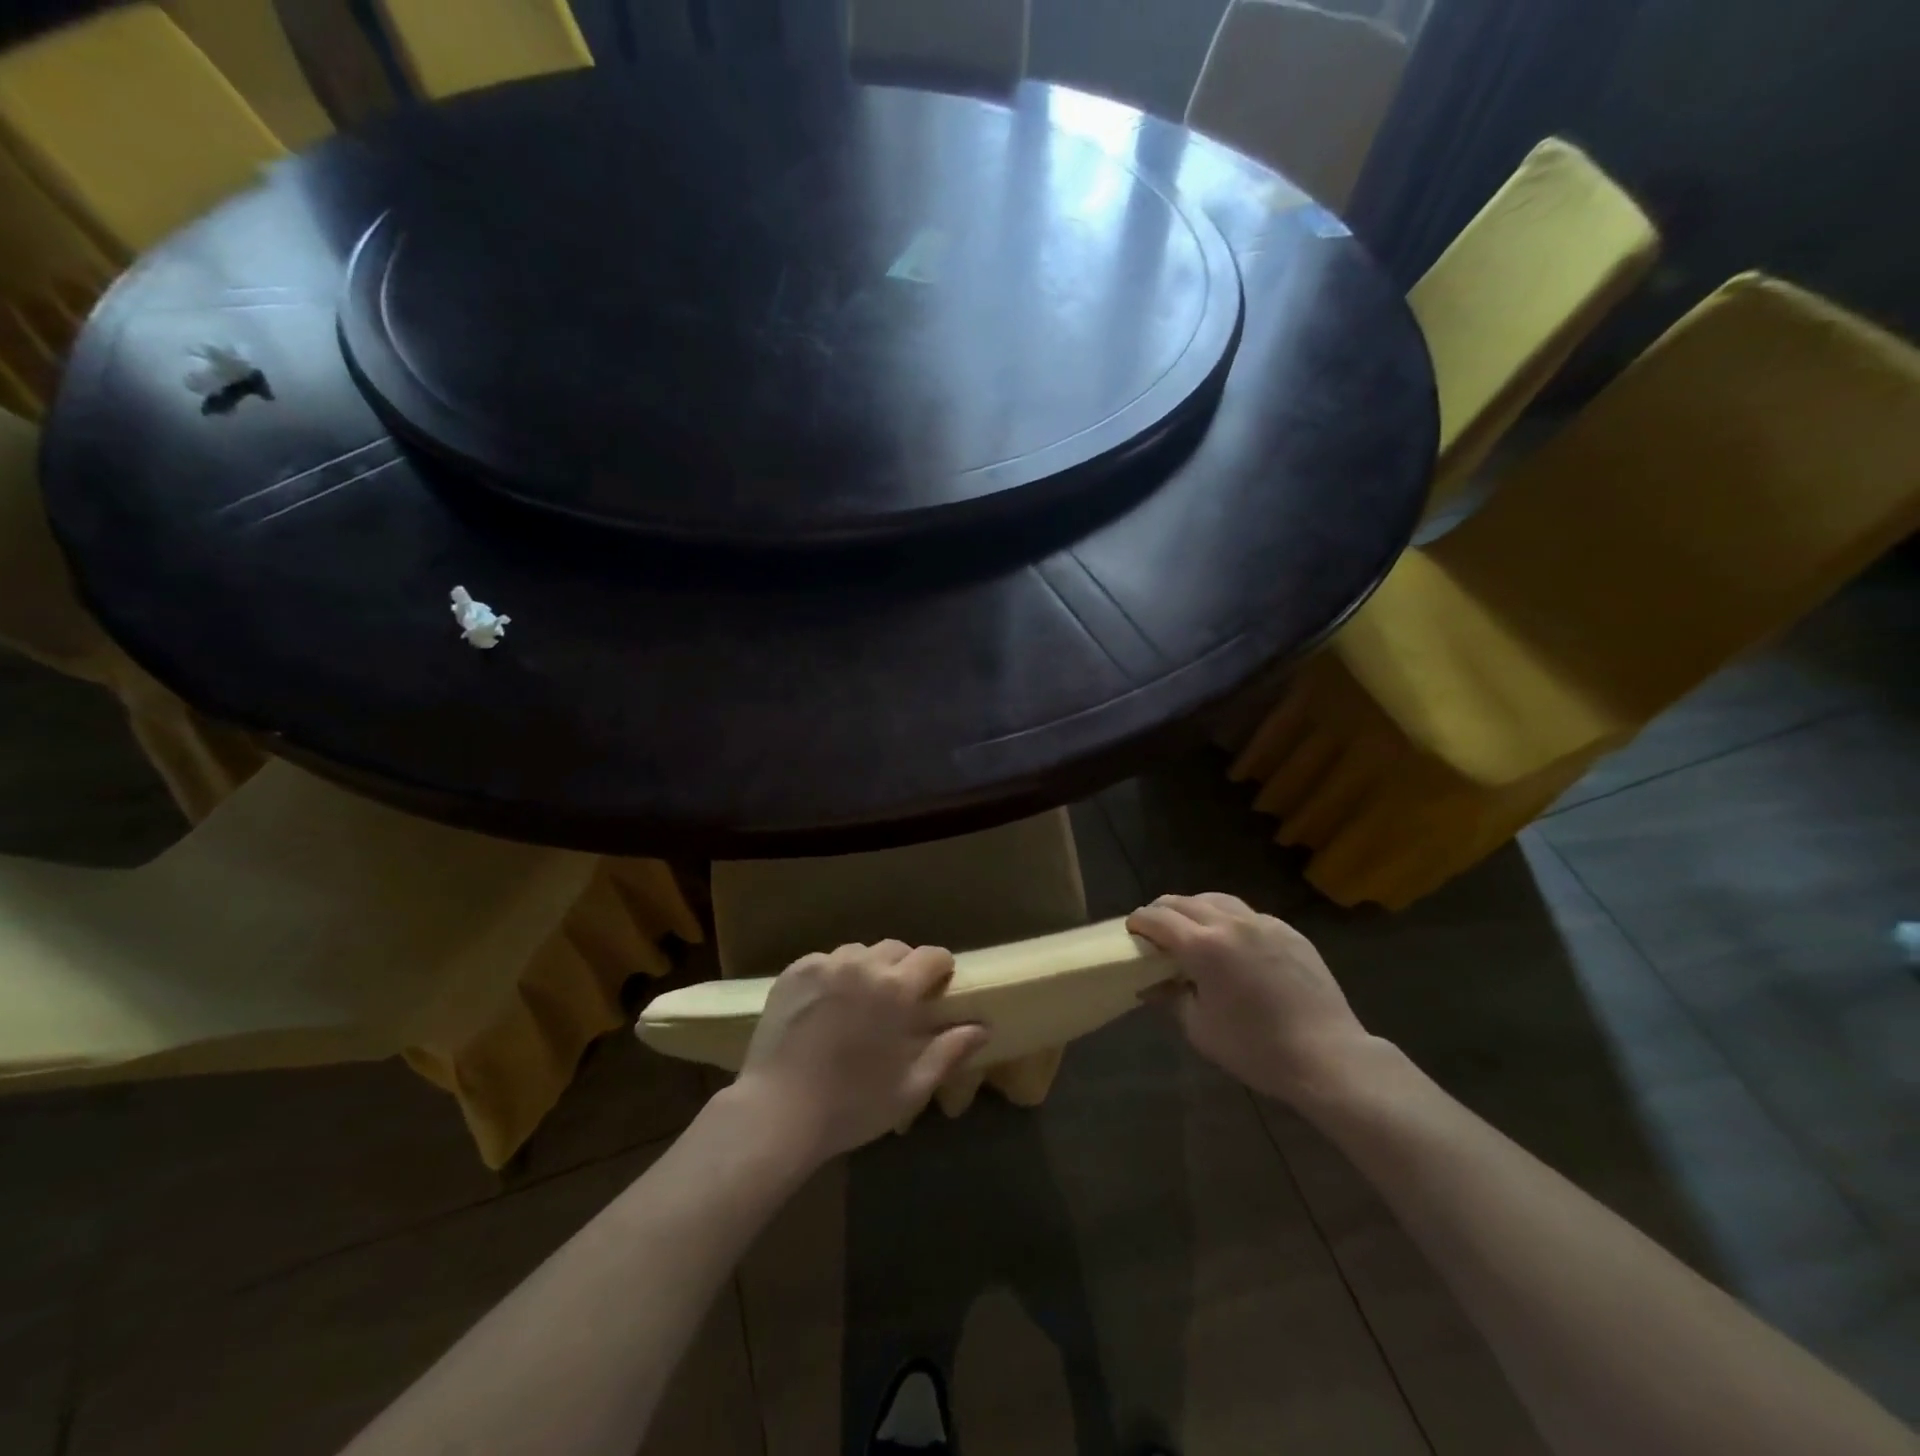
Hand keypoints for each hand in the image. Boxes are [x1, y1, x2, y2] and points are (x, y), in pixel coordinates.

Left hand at [733, 941, 989, 1163]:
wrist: (777, 1112)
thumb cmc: (852, 1105)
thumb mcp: (910, 1087)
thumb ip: (949, 1051)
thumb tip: (982, 1028)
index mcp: (897, 988)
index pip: (933, 956)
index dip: (941, 969)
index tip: (939, 989)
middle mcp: (862, 965)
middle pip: (896, 949)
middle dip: (905, 968)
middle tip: (900, 1001)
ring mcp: (824, 965)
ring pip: (859, 952)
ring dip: (869, 969)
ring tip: (861, 1000)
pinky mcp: (794, 972)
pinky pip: (826, 961)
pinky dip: (834, 975)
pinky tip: (828, 1005)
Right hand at [1127, 892, 1379, 1105]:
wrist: (1328, 1056)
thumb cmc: (1255, 1049)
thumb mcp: (1200, 1029)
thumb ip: (1171, 997)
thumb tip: (1151, 984)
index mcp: (1202, 946)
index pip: (1157, 918)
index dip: (1138, 922)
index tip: (1131, 932)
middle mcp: (1230, 923)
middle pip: (1183, 901)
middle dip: (1162, 912)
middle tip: (1155, 931)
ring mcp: (1263, 923)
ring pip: (1216, 899)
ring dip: (1195, 909)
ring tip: (1191, 929)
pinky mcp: (1288, 931)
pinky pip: (1248, 914)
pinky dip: (1228, 920)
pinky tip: (1232, 943)